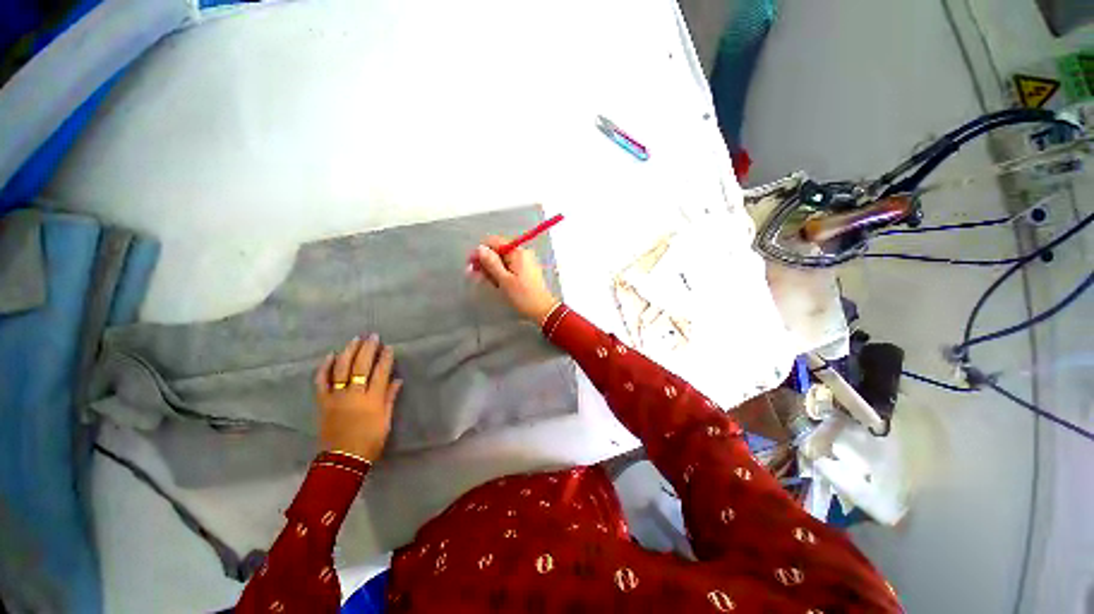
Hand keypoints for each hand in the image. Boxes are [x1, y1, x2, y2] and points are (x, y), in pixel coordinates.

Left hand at [314, 335, 402, 461]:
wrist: (343, 458)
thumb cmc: (370, 440)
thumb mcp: (386, 420)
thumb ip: (390, 398)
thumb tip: (397, 380)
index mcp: (373, 399)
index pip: (380, 372)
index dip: (385, 358)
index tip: (388, 347)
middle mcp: (354, 394)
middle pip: (360, 366)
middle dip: (367, 349)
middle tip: (372, 336)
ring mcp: (336, 397)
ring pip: (341, 369)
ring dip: (348, 352)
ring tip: (355, 339)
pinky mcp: (323, 402)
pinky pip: (321, 381)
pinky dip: (325, 367)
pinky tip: (330, 355)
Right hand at [468, 236, 558, 323]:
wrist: (542, 309)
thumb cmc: (523, 296)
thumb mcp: (504, 280)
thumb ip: (491, 263)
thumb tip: (480, 248)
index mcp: (517, 252)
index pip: (494, 242)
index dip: (480, 252)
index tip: (471, 265)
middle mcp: (522, 253)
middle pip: (498, 251)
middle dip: (486, 263)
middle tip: (478, 277)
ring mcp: (525, 261)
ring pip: (502, 260)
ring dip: (493, 270)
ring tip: (492, 284)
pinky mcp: (526, 270)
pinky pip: (509, 267)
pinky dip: (502, 273)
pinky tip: (499, 284)